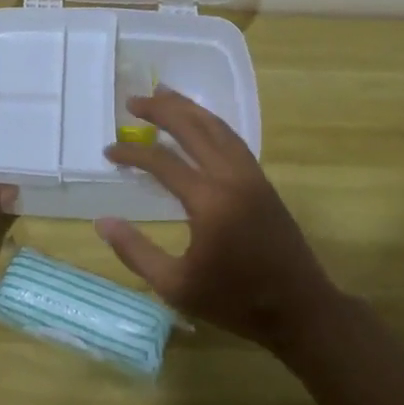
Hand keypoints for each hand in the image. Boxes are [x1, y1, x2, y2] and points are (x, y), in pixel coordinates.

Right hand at [98, 88, 339, 350]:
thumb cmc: (235, 302)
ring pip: (217, 127)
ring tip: (163, 94)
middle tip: (134, 101)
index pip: (162, 162)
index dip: (132, 153)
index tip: (109, 152)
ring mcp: (251, 175)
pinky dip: (211, 123)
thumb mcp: (176, 287)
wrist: (300, 310)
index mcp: (208, 201)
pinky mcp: (262, 180)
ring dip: (188, 108)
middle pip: (193, 128)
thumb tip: (103, 222)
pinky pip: (233, 139)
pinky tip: (199, 123)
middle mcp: (231, 177)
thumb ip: (136, 252)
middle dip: (161, 110)